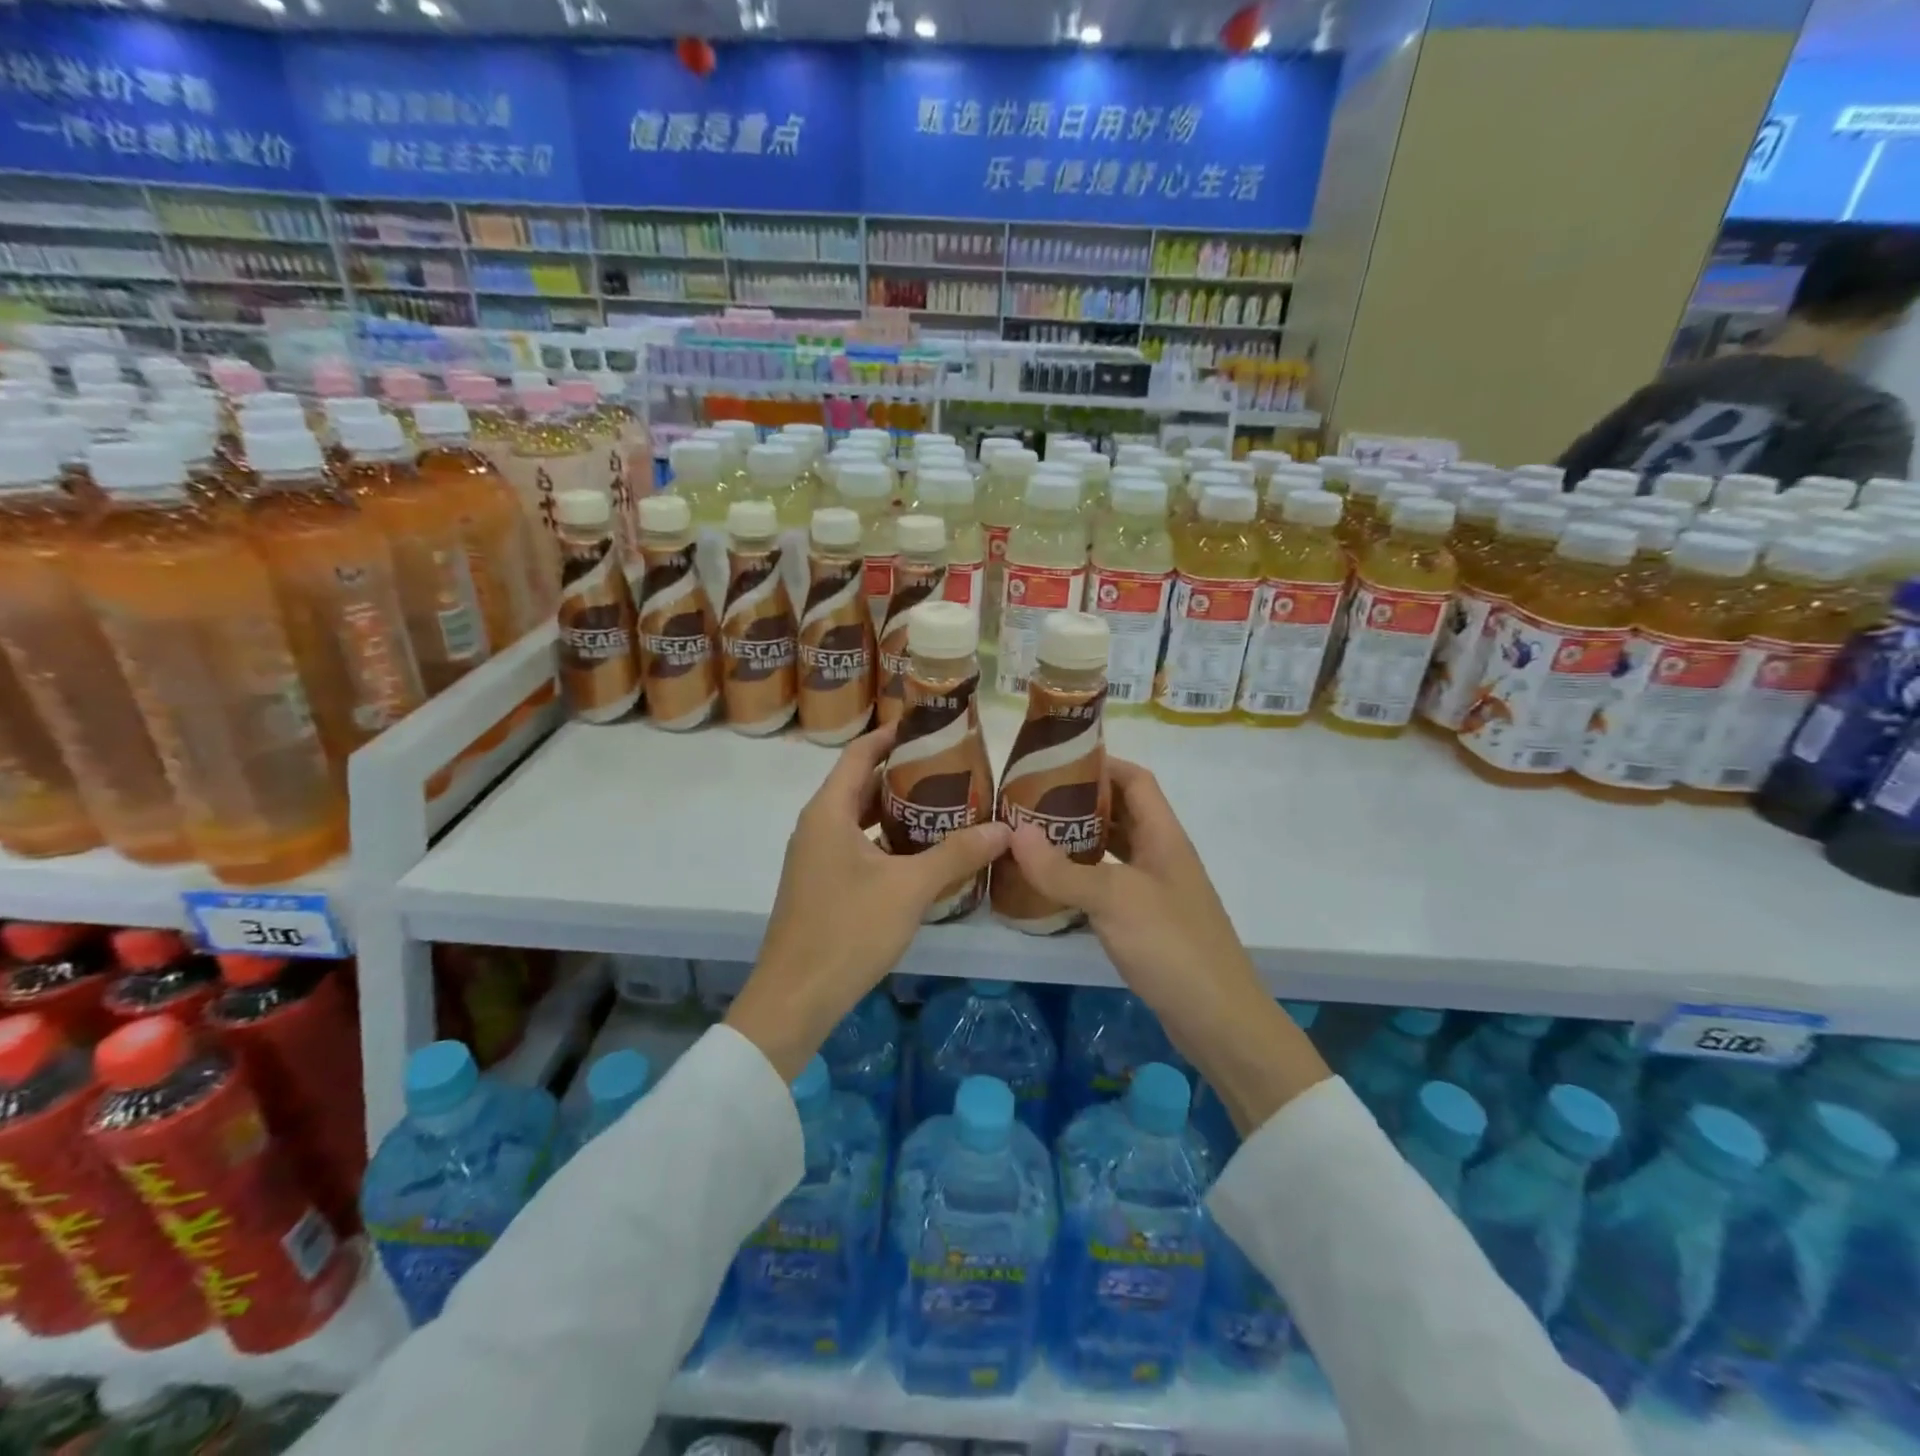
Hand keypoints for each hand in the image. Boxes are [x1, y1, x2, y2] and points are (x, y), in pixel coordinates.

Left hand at [727, 722, 1009, 1080]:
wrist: (794, 999)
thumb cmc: (847, 931)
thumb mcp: (909, 889)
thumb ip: (956, 854)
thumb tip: (1006, 828)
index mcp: (828, 812)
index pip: (860, 754)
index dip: (892, 735)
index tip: (930, 725)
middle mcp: (817, 826)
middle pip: (862, 784)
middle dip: (904, 774)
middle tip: (952, 769)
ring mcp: (816, 858)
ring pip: (861, 819)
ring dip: (898, 811)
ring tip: (945, 807)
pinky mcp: (822, 885)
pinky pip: (858, 847)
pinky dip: (888, 842)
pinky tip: (923, 855)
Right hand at [1006, 757, 1329, 1133]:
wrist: (1218, 1019)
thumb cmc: (1172, 945)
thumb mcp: (1113, 900)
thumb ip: (1062, 868)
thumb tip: (1014, 832)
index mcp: (1164, 837)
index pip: (1136, 780)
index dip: (1102, 764)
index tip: (1055, 762)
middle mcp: (1161, 856)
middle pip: (1121, 812)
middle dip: (1079, 802)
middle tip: (1031, 801)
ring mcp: (1155, 890)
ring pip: (1113, 850)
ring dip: (1078, 840)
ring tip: (1032, 836)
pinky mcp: (1146, 922)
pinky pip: (1109, 885)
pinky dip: (1081, 878)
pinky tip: (1051, 885)